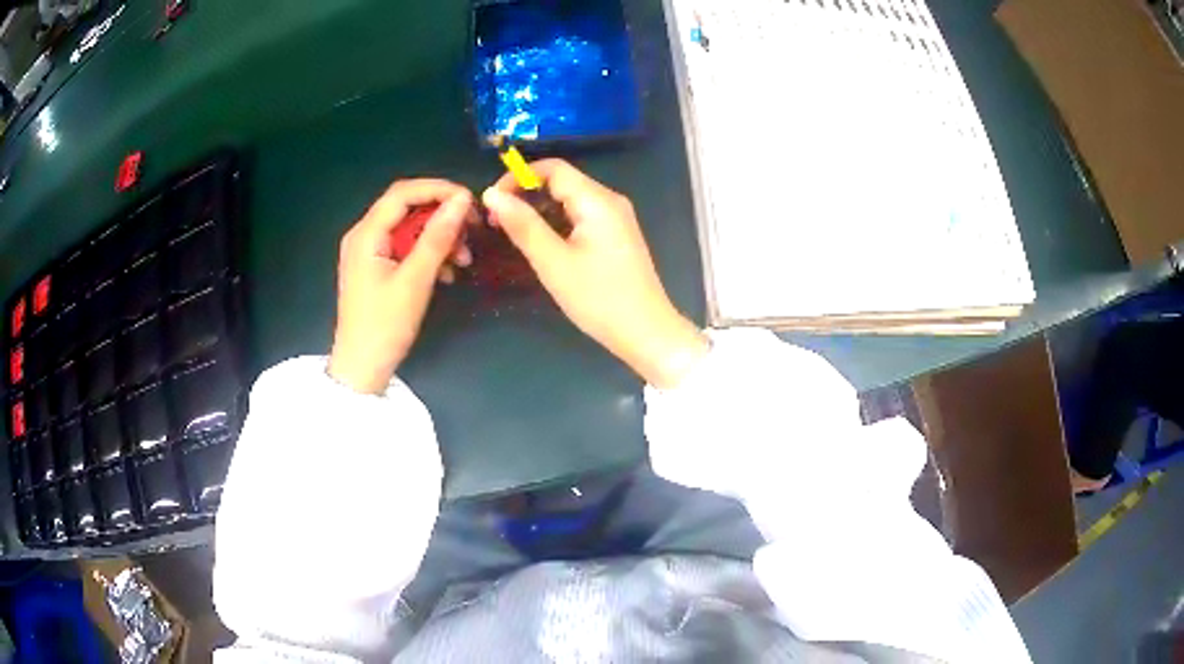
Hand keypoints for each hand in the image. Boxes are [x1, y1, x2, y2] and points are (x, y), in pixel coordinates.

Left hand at [328, 180, 473, 393]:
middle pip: (406, 208)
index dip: (438, 189)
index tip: (470, 200)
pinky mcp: (376, 267)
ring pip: (409, 228)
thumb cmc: (384, 326)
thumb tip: (461, 200)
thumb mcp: (415, 280)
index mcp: (366, 234)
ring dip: (438, 236)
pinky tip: (448, 271)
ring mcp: (369, 252)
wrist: (362, 368)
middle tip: (471, 229)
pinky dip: (428, 253)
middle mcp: (364, 235)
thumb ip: (437, 237)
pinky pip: (405, 247)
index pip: (403, 193)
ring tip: (464, 257)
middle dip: (441, 215)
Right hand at [482, 160, 708, 388]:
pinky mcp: (616, 236)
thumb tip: (491, 193)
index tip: (493, 202)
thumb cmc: (599, 298)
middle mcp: (610, 200)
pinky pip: (581, 217)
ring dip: (540, 210)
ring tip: (512, 233)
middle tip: (497, 221)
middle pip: (562, 181)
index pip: (553, 168)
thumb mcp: (553, 262)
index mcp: (597, 200)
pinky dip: (557, 223)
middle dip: (526, 194)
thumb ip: (522, 225)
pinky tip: (541, 243)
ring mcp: (616, 218)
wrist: (646, 332)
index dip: (518, 177)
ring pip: (570, 200)